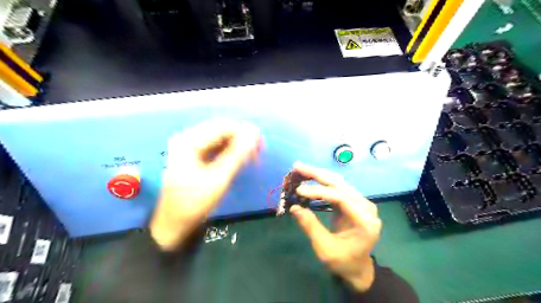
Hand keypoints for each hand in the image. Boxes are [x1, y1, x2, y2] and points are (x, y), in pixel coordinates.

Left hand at [152, 119, 261, 251]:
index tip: (261, 146)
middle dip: (242, 138)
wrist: (174, 224)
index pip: (223, 126)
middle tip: (258, 152)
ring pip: (220, 137)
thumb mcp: (219, 179)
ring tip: (252, 158)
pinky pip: (216, 146)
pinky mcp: (194, 154)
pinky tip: (239, 159)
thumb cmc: (195, 203)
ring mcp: (190, 146)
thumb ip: (238, 155)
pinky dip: (230, 151)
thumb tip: (255, 134)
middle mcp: (188, 138)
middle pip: (221, 129)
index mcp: (189, 141)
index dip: (245, 132)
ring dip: (237, 144)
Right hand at [289, 162, 381, 292]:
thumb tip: (294, 207)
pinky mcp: (354, 202)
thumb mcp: (325, 249)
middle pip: (340, 184)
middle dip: (317, 174)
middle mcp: (366, 207)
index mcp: (363, 221)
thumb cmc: (343, 262)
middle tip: (297, 167)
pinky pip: (338, 188)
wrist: (358, 268)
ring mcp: (361, 203)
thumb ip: (311, 227)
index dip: (318, 191)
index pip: (340, 198)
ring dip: (319, 175)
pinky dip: (322, 182)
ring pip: (339, 182)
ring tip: (301, 169)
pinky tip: (311, 178)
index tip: (299, 190)